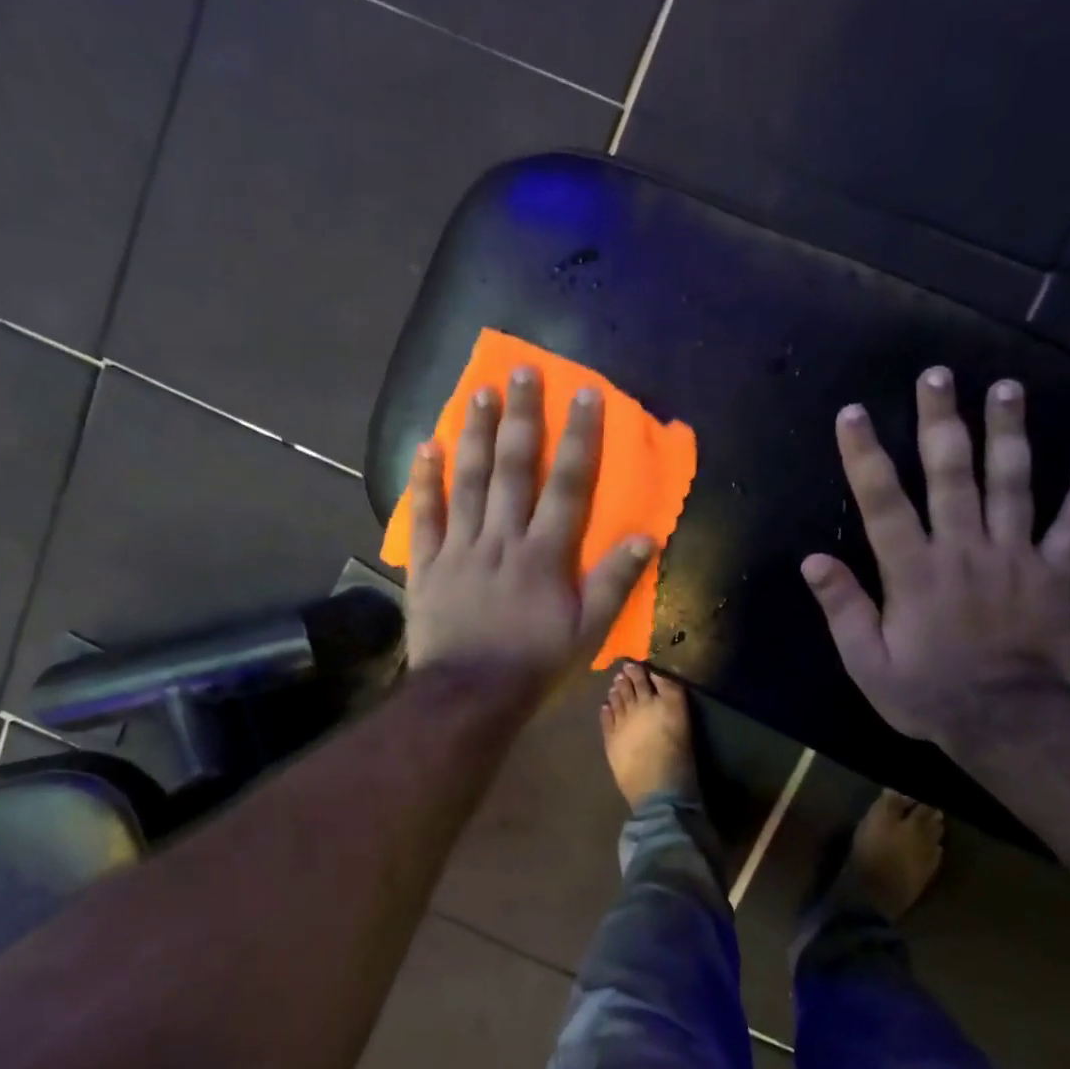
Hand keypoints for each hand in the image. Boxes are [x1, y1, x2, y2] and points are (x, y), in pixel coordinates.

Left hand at [404, 366, 653, 698]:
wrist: (468, 697)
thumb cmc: (533, 665)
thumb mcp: (587, 633)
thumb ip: (614, 584)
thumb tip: (646, 538)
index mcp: (544, 554)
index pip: (568, 485)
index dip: (580, 439)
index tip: (585, 394)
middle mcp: (502, 538)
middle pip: (515, 469)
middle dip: (522, 418)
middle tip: (524, 371)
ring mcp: (460, 548)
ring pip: (469, 481)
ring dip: (477, 434)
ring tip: (481, 392)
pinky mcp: (427, 564)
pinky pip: (424, 516)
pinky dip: (424, 481)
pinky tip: (427, 446)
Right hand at [801, 367, 1069, 747]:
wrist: (1008, 724)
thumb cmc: (927, 693)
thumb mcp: (866, 662)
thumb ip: (843, 608)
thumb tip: (812, 560)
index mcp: (914, 571)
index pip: (883, 503)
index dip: (865, 456)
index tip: (853, 413)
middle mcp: (964, 550)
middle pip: (951, 475)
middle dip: (941, 422)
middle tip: (938, 374)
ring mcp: (1015, 557)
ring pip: (1014, 484)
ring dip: (1009, 433)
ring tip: (1007, 388)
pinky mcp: (1055, 573)